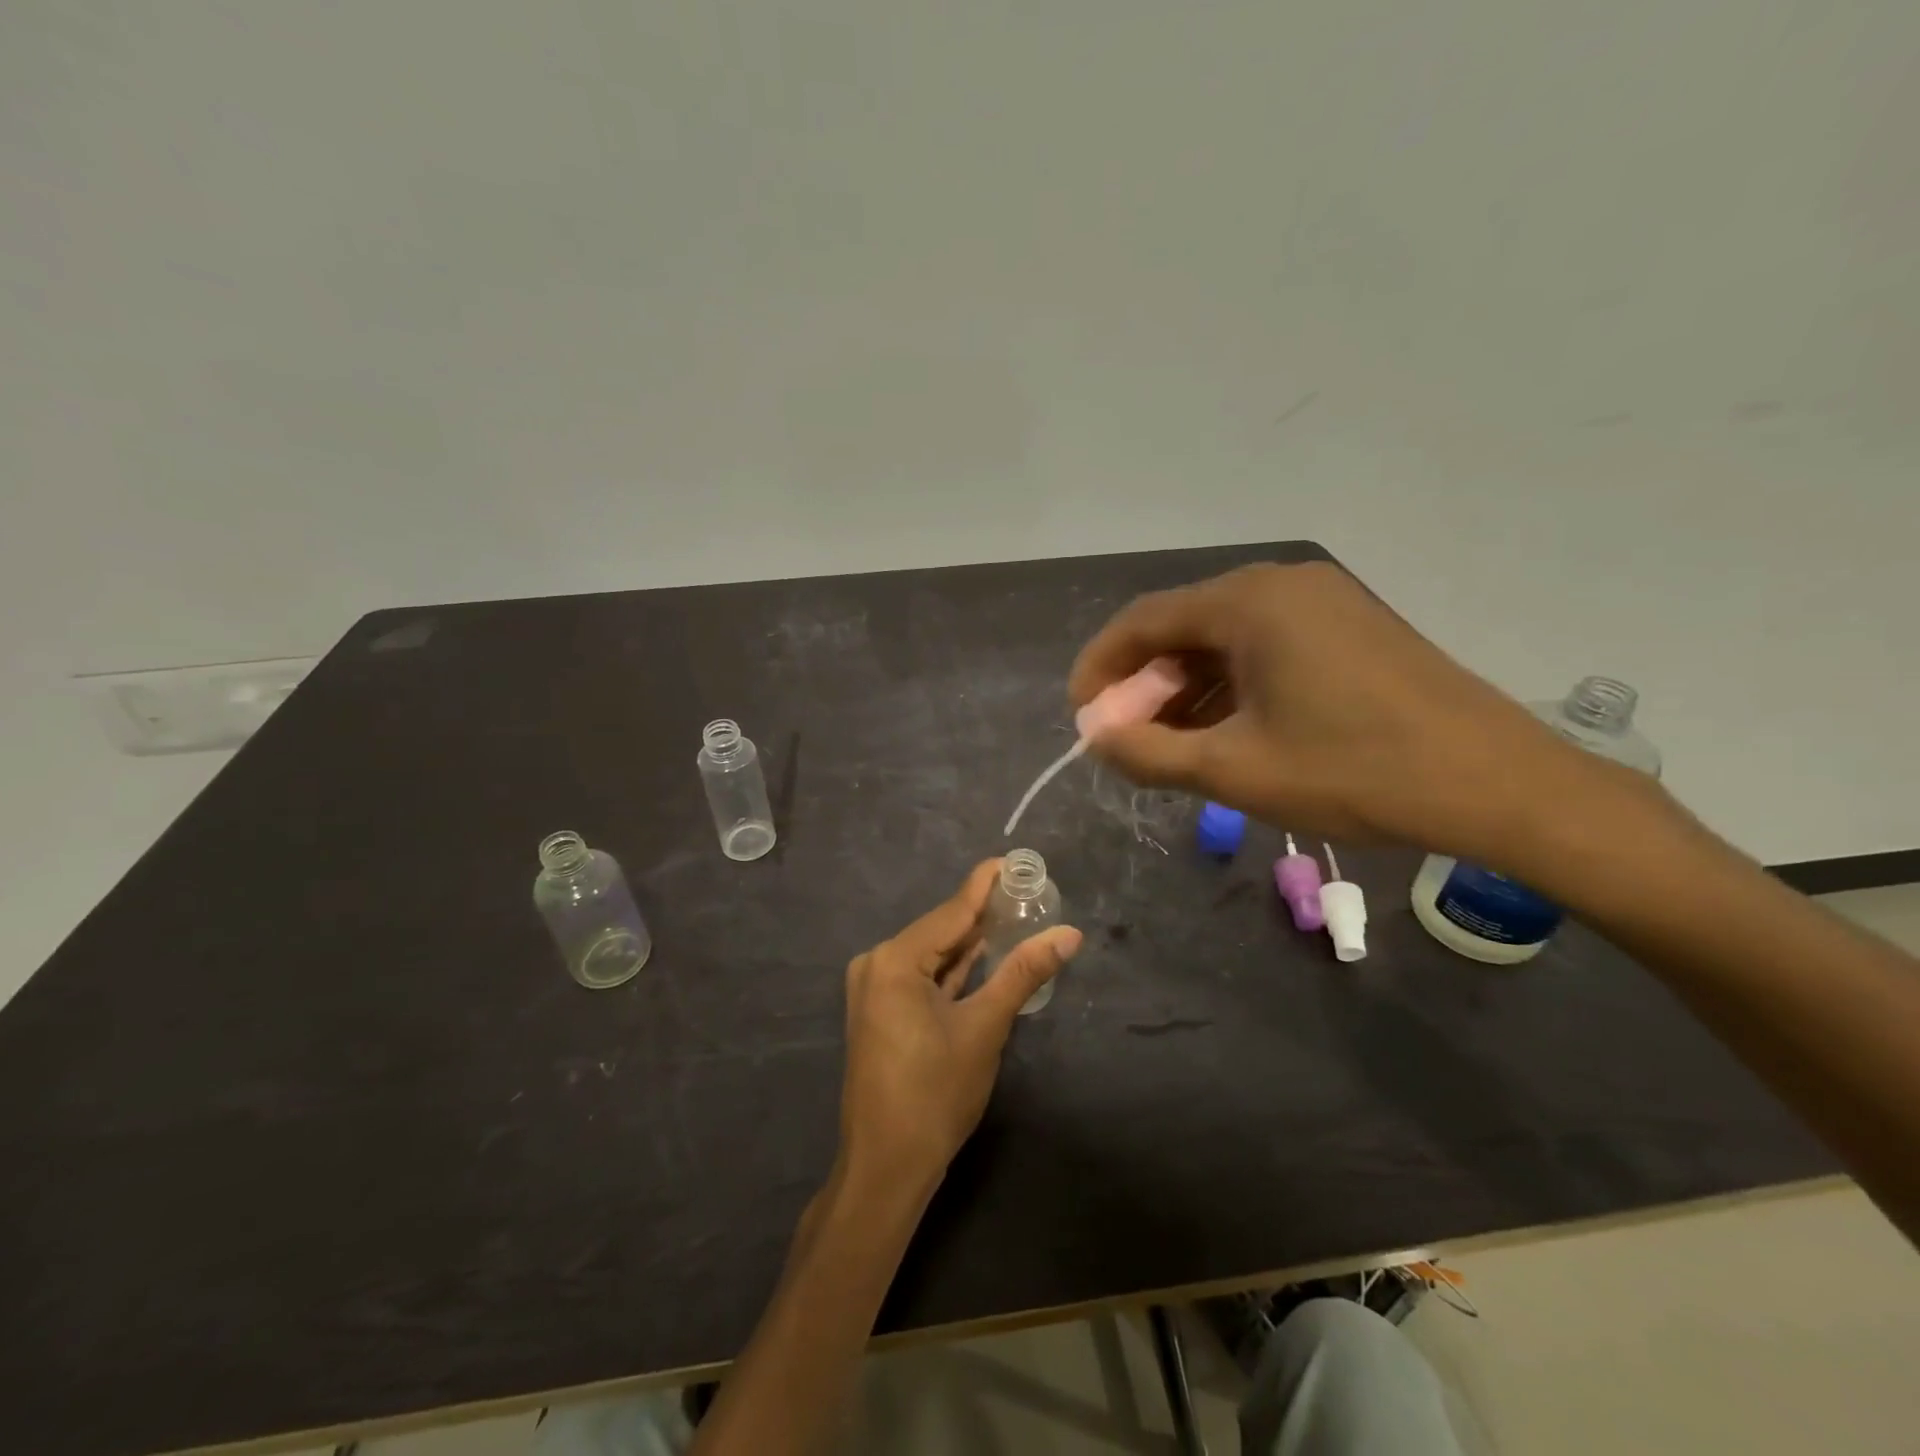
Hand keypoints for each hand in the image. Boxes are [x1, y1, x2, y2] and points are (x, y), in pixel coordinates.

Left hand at [836, 861, 1082, 1198]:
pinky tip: (984, 953)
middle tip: (1029, 892)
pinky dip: (953, 968)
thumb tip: (1069, 934)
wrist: (887, 1166)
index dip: (986, 884)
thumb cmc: (935, 1094)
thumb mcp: (985, 1028)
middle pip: (941, 929)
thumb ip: (1024, 973)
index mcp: (895, 960)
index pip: (952, 909)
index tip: (1017, 861)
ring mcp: (875, 988)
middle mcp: (877, 963)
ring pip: (933, 954)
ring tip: (1015, 915)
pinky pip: (922, 975)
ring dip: (971, 941)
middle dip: (984, 913)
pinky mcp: (881, 1009)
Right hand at [1069, 562, 1631, 867]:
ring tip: (1172, 745)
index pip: (1143, 620)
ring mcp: (1323, 602)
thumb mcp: (1233, 771)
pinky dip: (1231, 686)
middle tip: (1127, 738)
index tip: (1081, 716)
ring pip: (1225, 640)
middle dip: (1144, 684)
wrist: (1497, 786)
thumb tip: (1095, 738)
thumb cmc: (1354, 773)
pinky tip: (1226, 730)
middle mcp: (1282, 584)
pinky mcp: (1350, 628)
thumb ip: (1148, 752)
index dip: (1101, 668)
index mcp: (1249, 602)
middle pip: (1183, 626)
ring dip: (1187, 689)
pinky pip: (1266, 648)